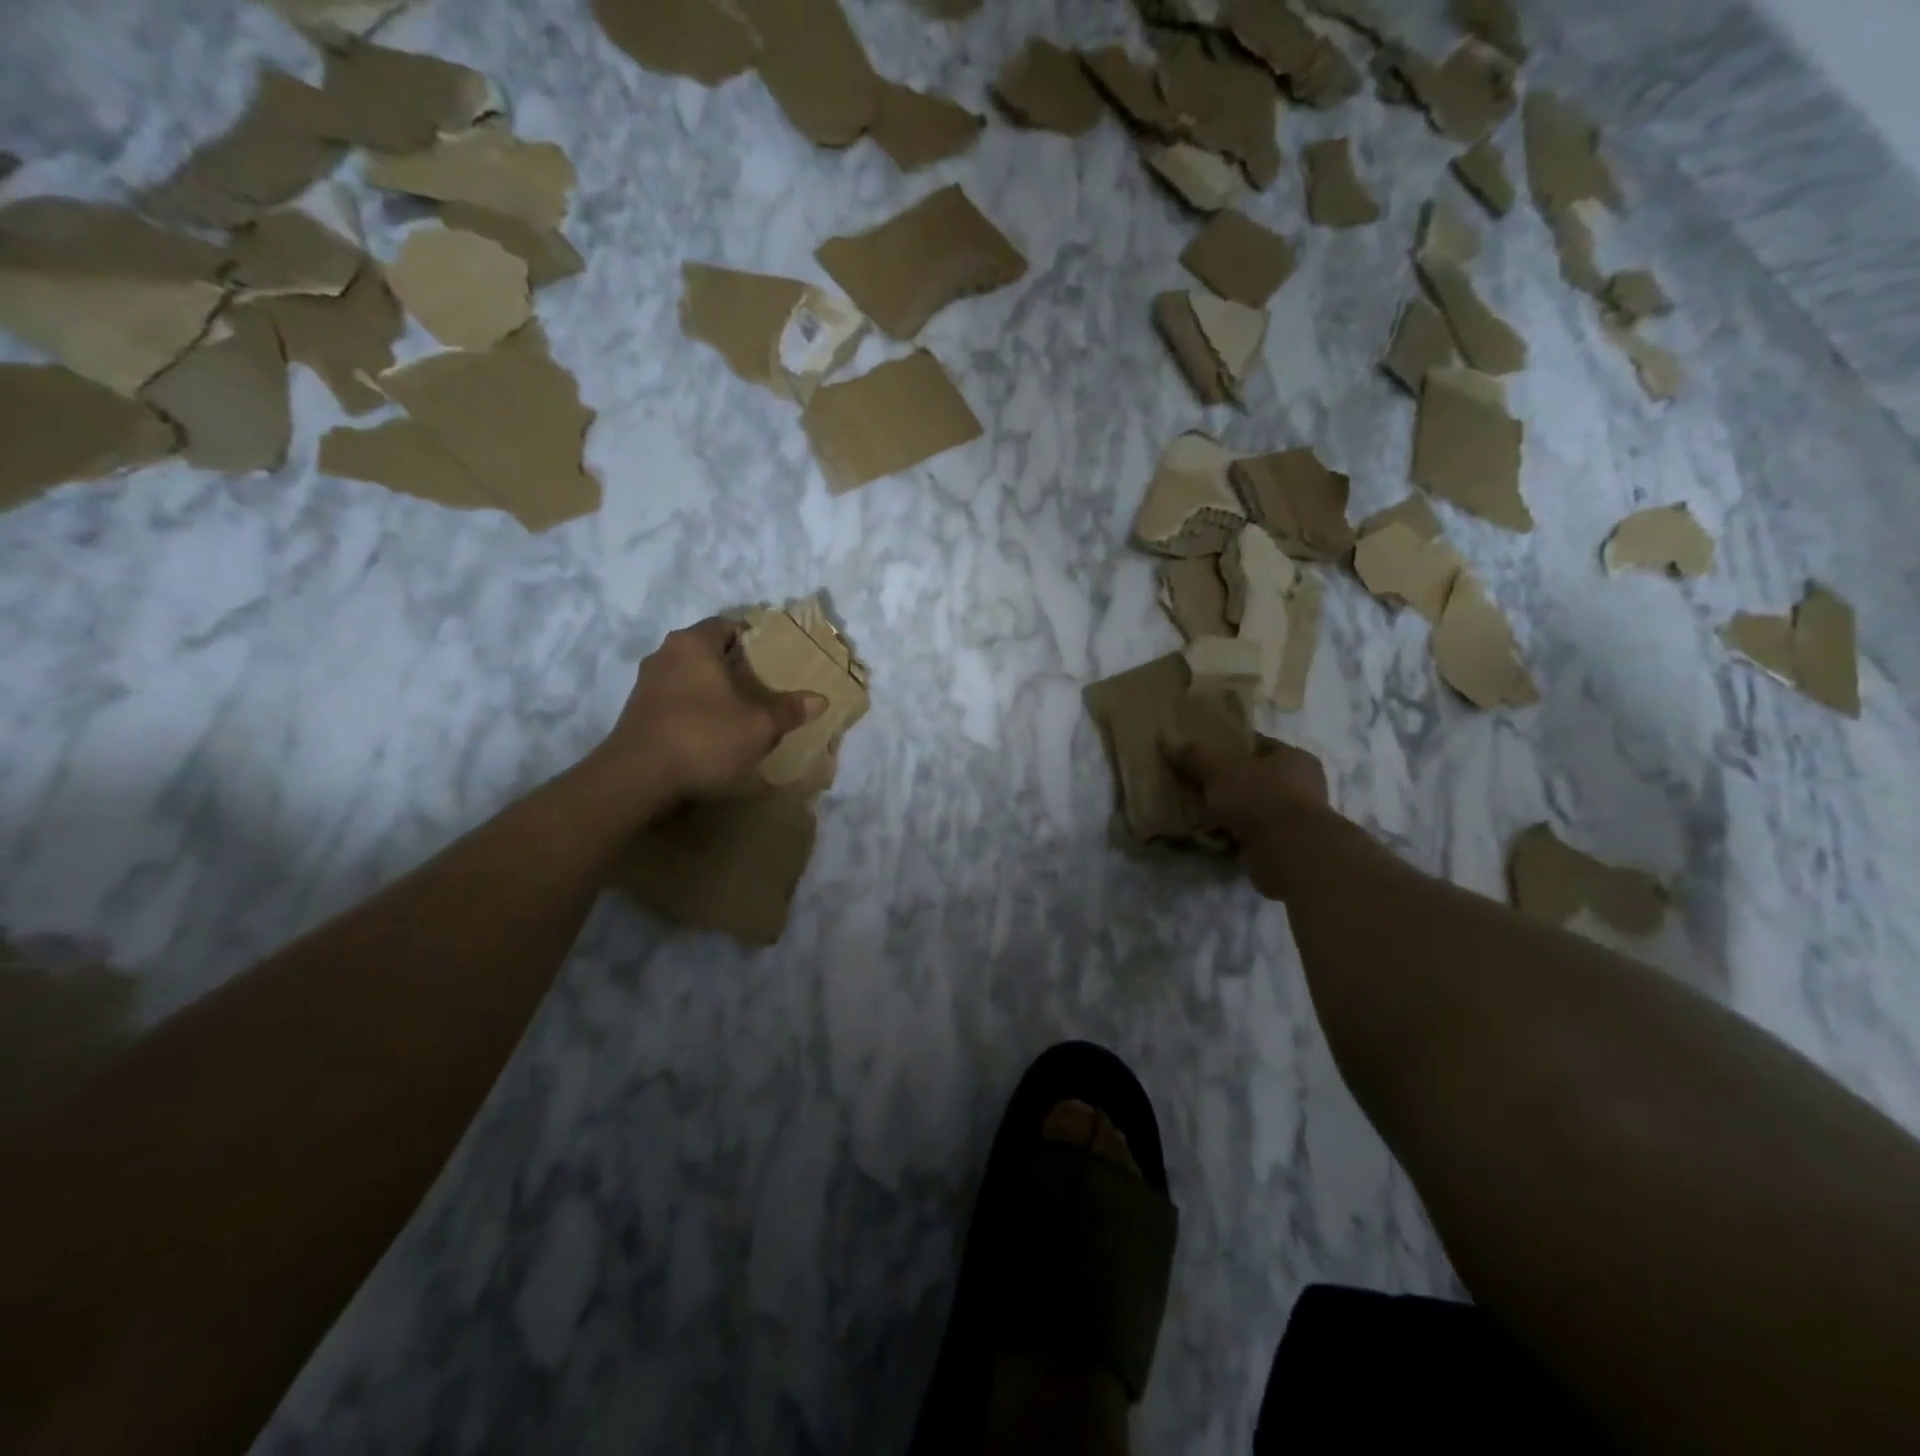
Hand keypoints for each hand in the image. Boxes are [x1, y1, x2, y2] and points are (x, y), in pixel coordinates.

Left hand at [586, 617, 823, 813]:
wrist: (638, 779)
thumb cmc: (704, 737)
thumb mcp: (759, 726)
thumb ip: (789, 710)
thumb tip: (819, 699)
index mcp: (693, 643)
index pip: (728, 625)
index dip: (754, 639)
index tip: (775, 659)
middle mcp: (665, 654)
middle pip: (709, 651)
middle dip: (736, 667)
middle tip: (765, 687)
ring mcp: (647, 684)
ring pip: (690, 676)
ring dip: (714, 690)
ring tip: (742, 712)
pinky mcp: (637, 712)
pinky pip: (676, 700)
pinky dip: (696, 709)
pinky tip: (713, 732)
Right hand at [1174, 737, 1337, 901]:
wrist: (1289, 852)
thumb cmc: (1260, 797)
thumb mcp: (1219, 769)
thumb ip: (1194, 755)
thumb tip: (1165, 737)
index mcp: (1294, 758)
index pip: (1258, 746)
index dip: (1229, 748)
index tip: (1201, 754)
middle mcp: (1301, 786)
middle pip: (1254, 779)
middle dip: (1225, 784)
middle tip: (1194, 785)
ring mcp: (1294, 819)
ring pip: (1251, 809)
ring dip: (1227, 813)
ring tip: (1196, 812)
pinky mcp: (1284, 847)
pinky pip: (1250, 836)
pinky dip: (1232, 837)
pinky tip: (1209, 837)